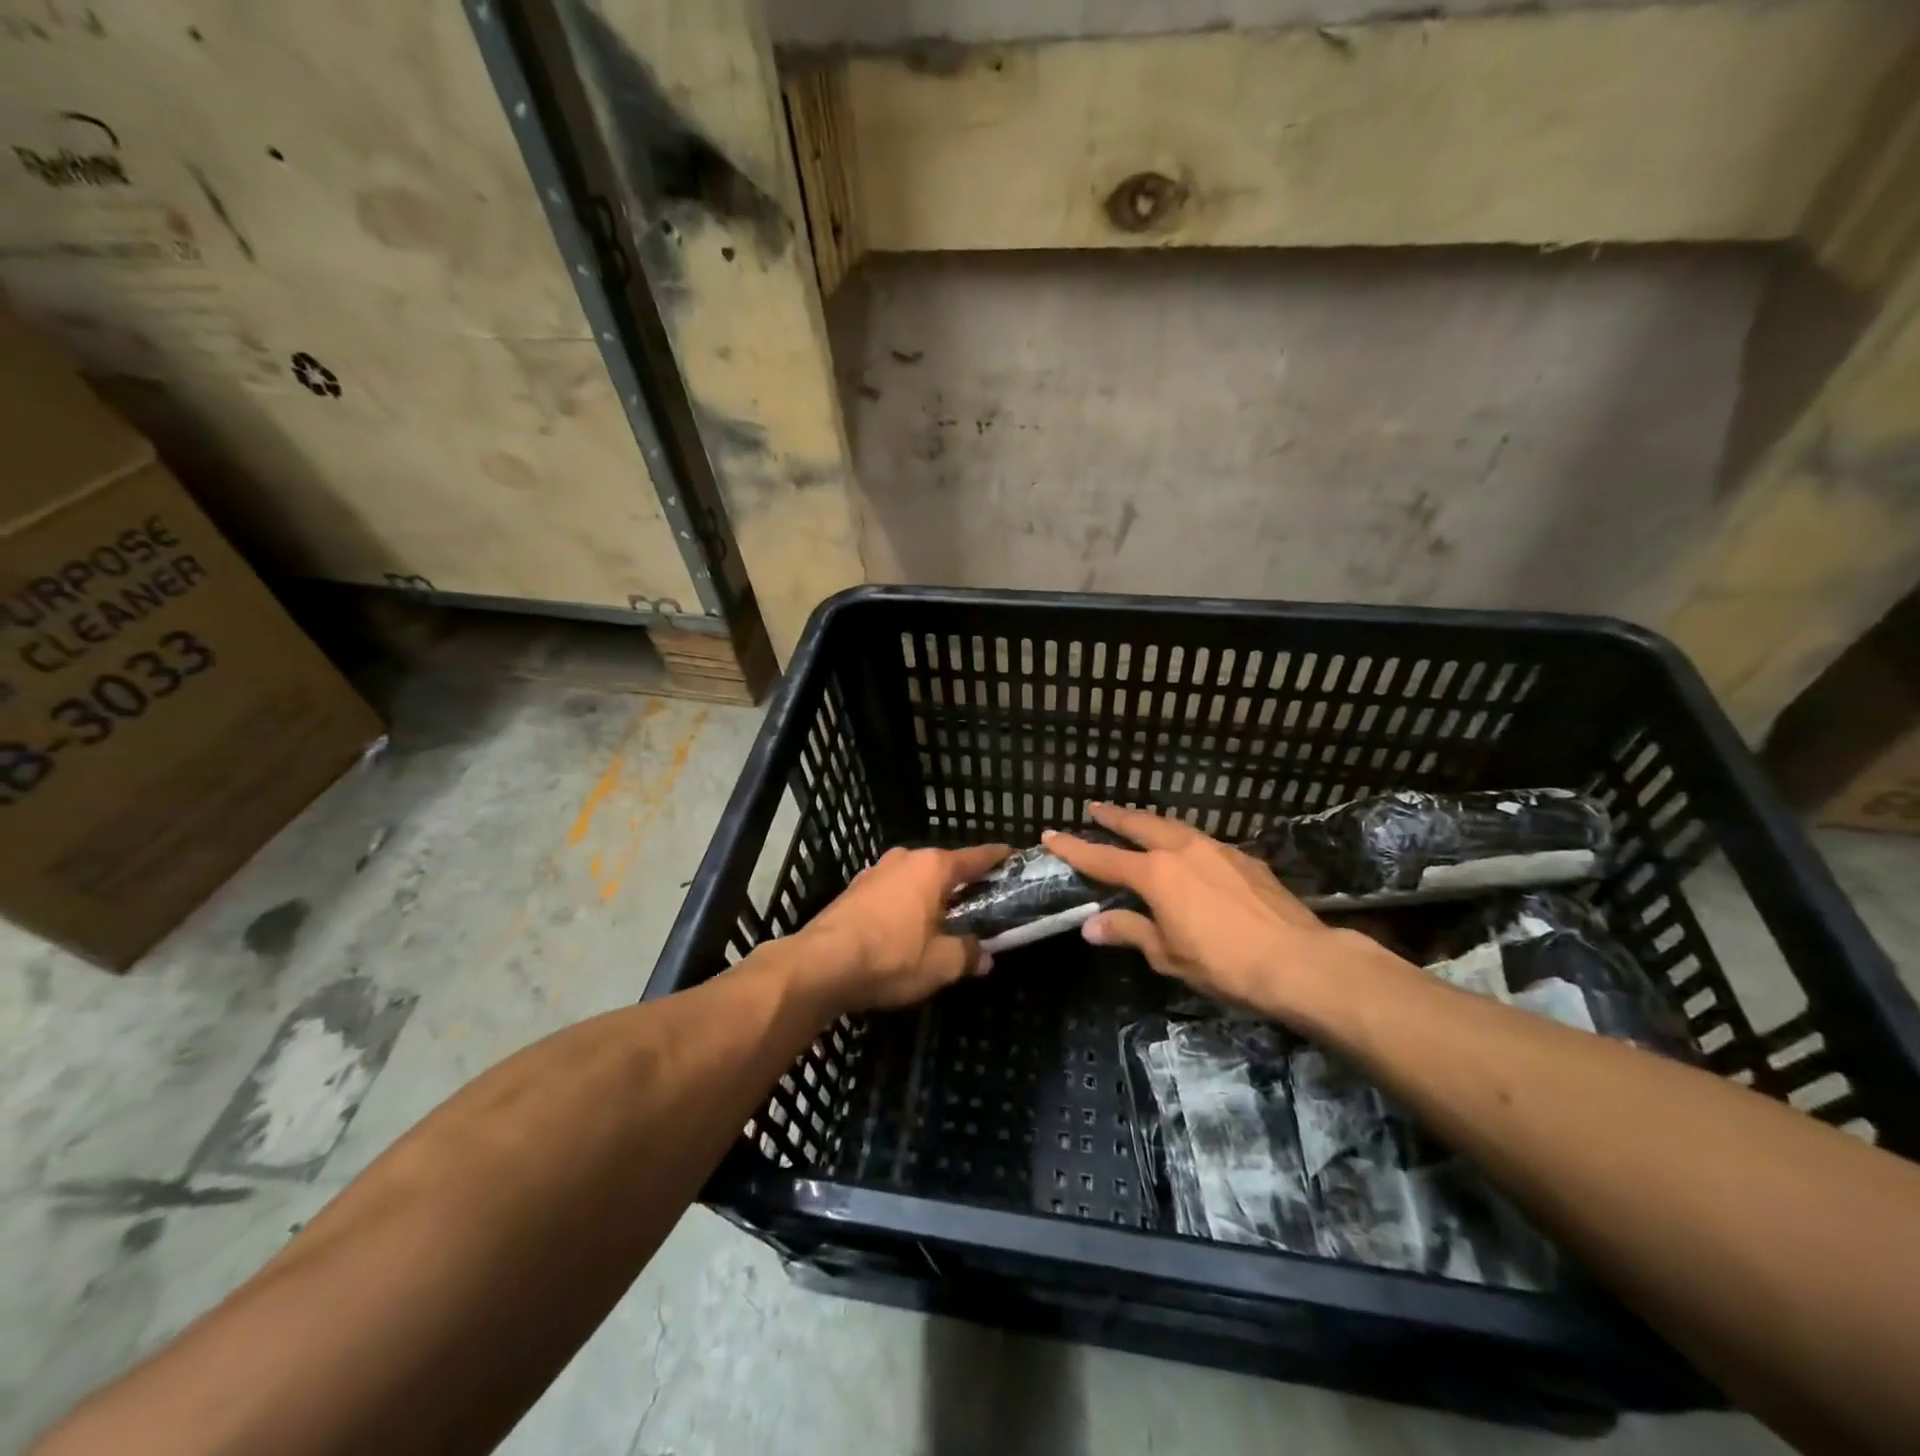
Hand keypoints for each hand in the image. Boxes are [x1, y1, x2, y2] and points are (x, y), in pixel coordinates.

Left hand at [797, 844, 1010, 1012]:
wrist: (821, 965)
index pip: (976, 857)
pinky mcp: (853, 891)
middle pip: (943, 868)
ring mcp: (875, 872)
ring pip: (915, 880)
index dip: (998, 858)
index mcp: (932, 867)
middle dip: (961, 885)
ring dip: (930, 897)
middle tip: (980, 906)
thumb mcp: (941, 964)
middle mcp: (904, 859)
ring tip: (943, 922)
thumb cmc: (891, 957)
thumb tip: (985, 957)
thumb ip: (968, 955)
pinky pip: (892, 893)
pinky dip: (905, 906)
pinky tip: (905, 932)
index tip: (1014, 857)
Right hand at [1044, 803, 1407, 1029]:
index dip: (1074, 848)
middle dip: (1113, 816)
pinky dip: (1182, 837)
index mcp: (1155, 873)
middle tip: (1095, 809)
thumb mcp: (1168, 955)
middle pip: (1139, 825)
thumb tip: (1091, 926)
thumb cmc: (1224, 963)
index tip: (1050, 834)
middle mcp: (1181, 849)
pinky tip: (1187, 849)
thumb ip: (1129, 931)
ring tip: (1137, 821)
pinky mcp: (1244, 857)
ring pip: (1173, 825)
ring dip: (1149, 821)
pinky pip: (1201, 839)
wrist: (1299, 960)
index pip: (1103, 858)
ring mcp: (1216, 848)